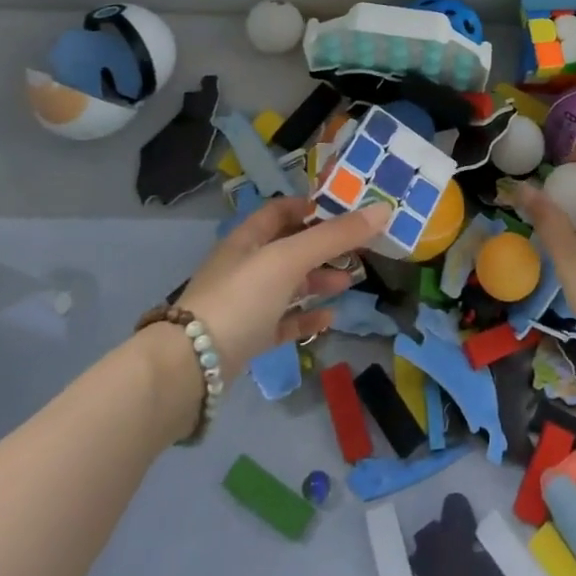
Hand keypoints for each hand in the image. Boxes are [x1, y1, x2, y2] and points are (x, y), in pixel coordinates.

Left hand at [175, 198, 391, 370]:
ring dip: (318, 280)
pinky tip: (330, 318)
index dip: (312, 207)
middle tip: (358, 250)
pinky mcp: (246, 338)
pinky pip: (282, 322)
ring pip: (288, 285)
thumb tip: (384, 209)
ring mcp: (244, 304)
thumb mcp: (290, 259)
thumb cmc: (241, 298)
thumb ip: (336, 236)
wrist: (190, 368)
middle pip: (289, 247)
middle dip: (324, 247)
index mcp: (247, 238)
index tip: (347, 212)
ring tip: (350, 282)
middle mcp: (244, 266)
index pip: (281, 211)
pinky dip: (306, 317)